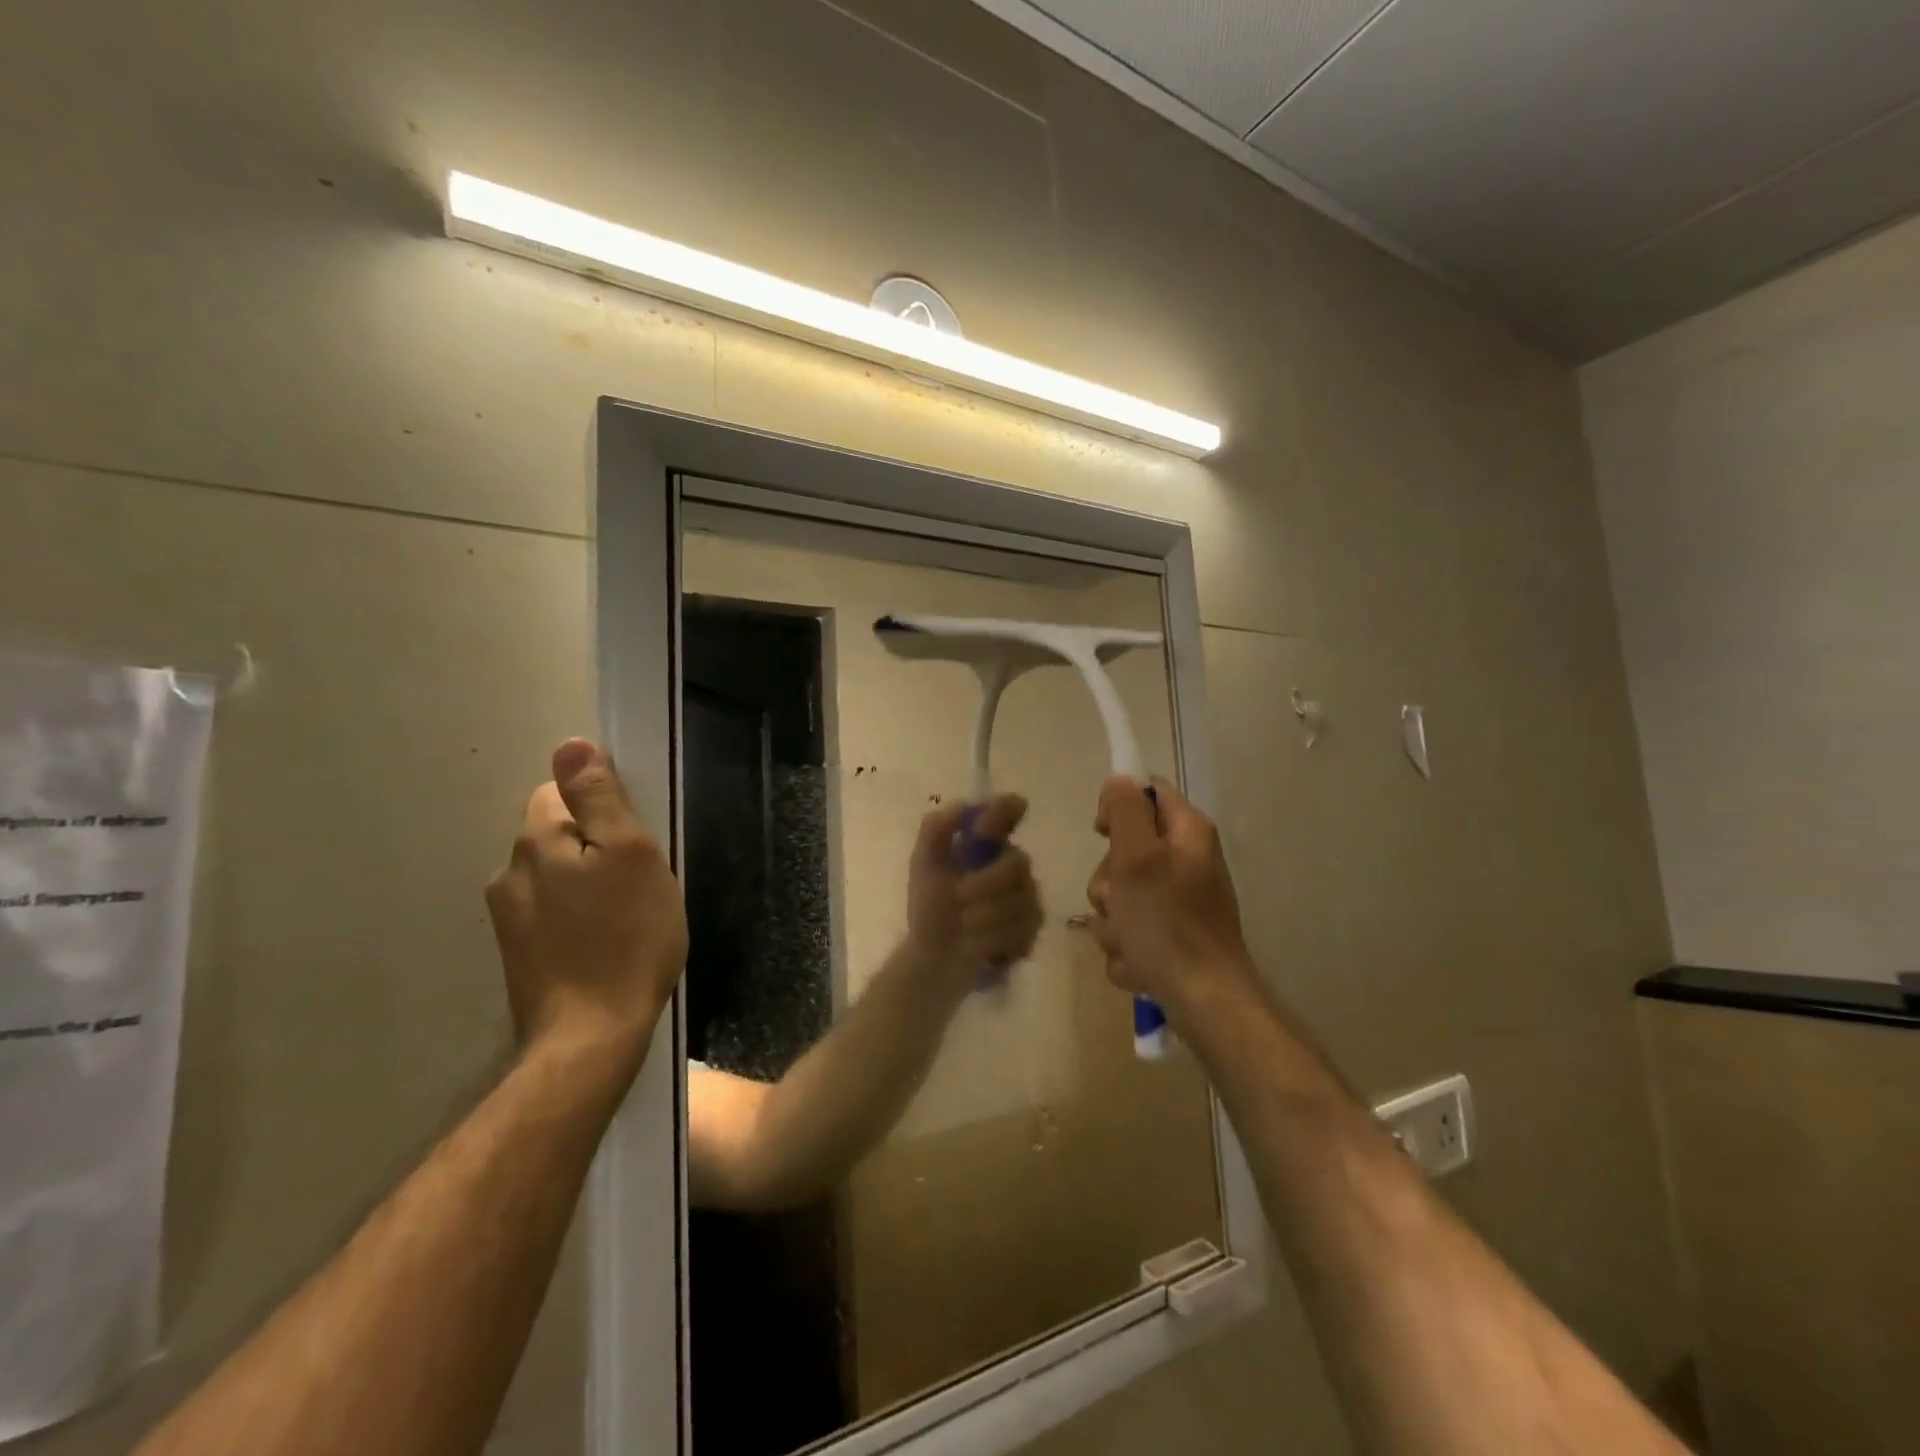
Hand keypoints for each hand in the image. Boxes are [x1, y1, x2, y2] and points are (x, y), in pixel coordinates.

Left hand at [486, 739, 687, 1072]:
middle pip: (555, 832)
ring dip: (586, 880)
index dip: (600, 806)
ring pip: (554, 873)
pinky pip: (551, 910)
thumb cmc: (626, 937)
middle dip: (594, 843)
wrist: (590, 1036)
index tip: (633, 838)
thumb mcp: (630, 854)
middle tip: (638, 879)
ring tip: (625, 913)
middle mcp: (510, 873)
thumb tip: (571, 745)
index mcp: (537, 842)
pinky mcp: (518, 954)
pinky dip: (577, 914)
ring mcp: (508, 918)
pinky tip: (604, 941)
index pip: (558, 792)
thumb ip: (599, 797)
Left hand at [905, 795, 1044, 999]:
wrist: (934, 959)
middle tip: (959, 898)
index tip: (981, 831)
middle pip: (1018, 862)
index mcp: (987, 843)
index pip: (1009, 809)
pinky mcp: (1032, 929)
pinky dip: (995, 938)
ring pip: (1021, 899)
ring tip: (964, 927)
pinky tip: (980, 945)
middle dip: (985, 884)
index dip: (1003, 813)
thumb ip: (936, 830)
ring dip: (985, 916)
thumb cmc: (929, 908)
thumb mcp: (923, 865)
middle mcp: (1011, 864)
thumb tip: (963, 805)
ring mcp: (1026, 896)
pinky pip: (1024, 928)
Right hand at [1086, 777, 1254, 1012]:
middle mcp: (1186, 861)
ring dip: (1113, 921)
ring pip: (1122, 895)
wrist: (1203, 1001)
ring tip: (1128, 942)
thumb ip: (1126, 811)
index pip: (1147, 793)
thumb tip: (1119, 780)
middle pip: (1126, 849)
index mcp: (1188, 833)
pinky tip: (1137, 963)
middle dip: (1109, 881)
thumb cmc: (1167, 924)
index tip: (1103, 834)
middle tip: (1118, 901)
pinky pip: (1131, 930)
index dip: (1118, 808)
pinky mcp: (1171, 936)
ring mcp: (1179, 902)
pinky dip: (1127, 949)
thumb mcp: (1137, 858)